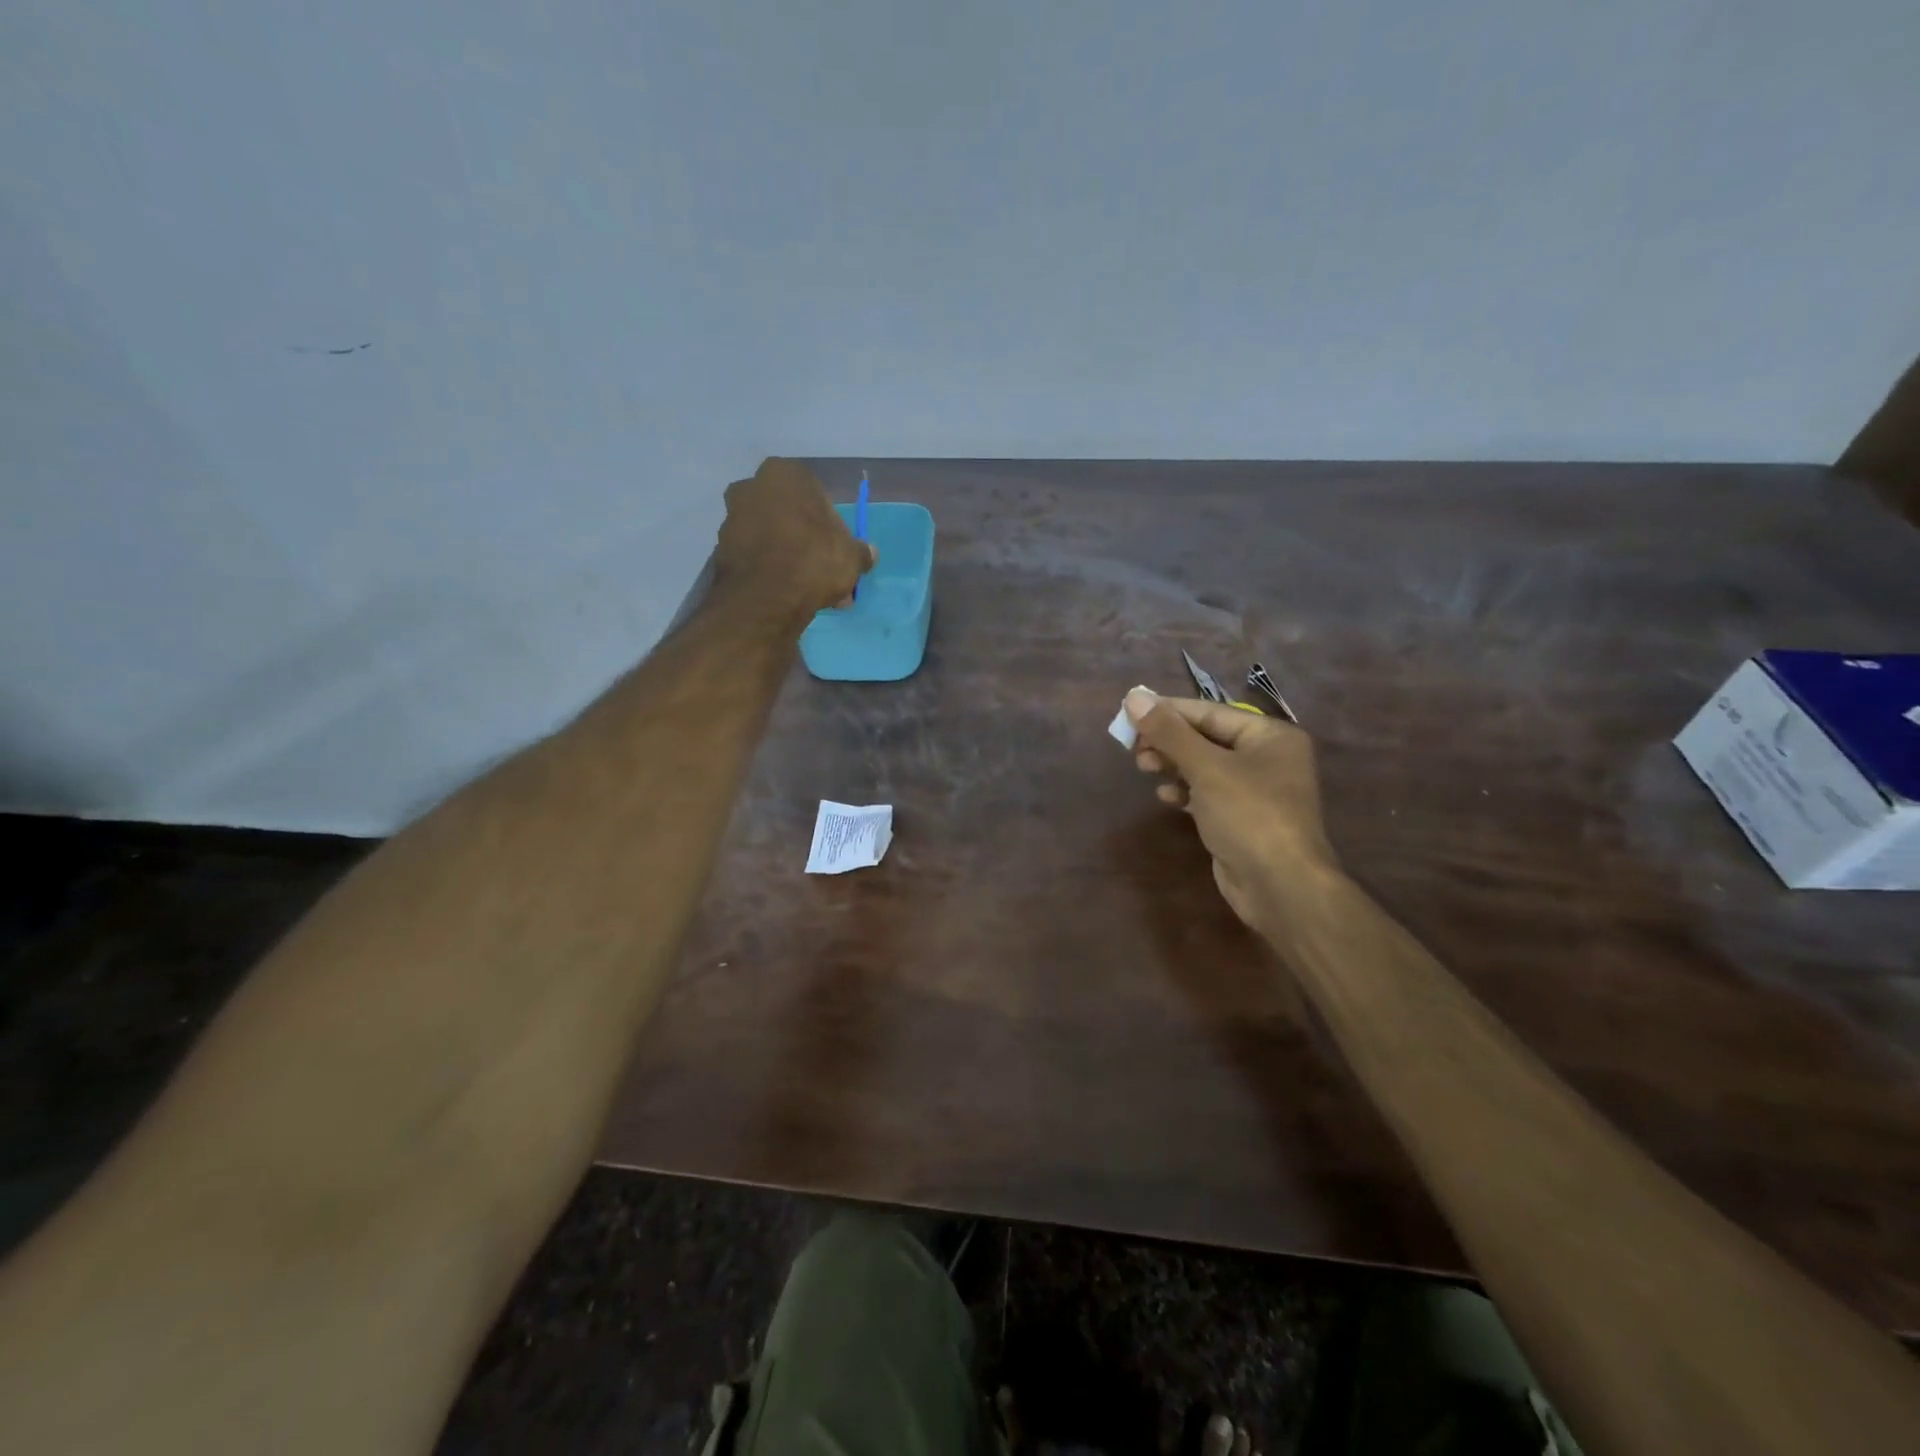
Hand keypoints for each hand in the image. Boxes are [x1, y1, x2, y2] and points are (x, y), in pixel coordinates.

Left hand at [715, 458, 874, 612]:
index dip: (828, 522)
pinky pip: (756, 558)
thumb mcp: (851, 556)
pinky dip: (771, 572)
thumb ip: (861, 552)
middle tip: (825, 571)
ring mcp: (731, 519)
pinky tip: (789, 595)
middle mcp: (752, 487)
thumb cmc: (813, 559)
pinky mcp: (720, 551)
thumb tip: (868, 554)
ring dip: (790, 559)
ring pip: (772, 538)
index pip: (814, 493)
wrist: (765, 598)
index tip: (837, 547)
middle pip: (789, 515)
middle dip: (807, 541)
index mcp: (785, 474)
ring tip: (811, 591)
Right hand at [1126, 690, 1339, 930]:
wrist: (1281, 886)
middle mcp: (1267, 758)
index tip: (1130, 713)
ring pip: (1205, 766)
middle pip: (1207, 738)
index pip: (1210, 712)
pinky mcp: (1243, 819)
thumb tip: (1134, 696)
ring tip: (1143, 767)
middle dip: (1168, 741)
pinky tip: (1165, 796)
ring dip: (1173, 765)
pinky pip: (1208, 794)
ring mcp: (1256, 791)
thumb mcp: (1206, 767)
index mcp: (1270, 735)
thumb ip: (1169, 731)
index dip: (1168, 711)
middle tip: (1133, 747)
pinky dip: (1185, 791)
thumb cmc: (1249, 815)